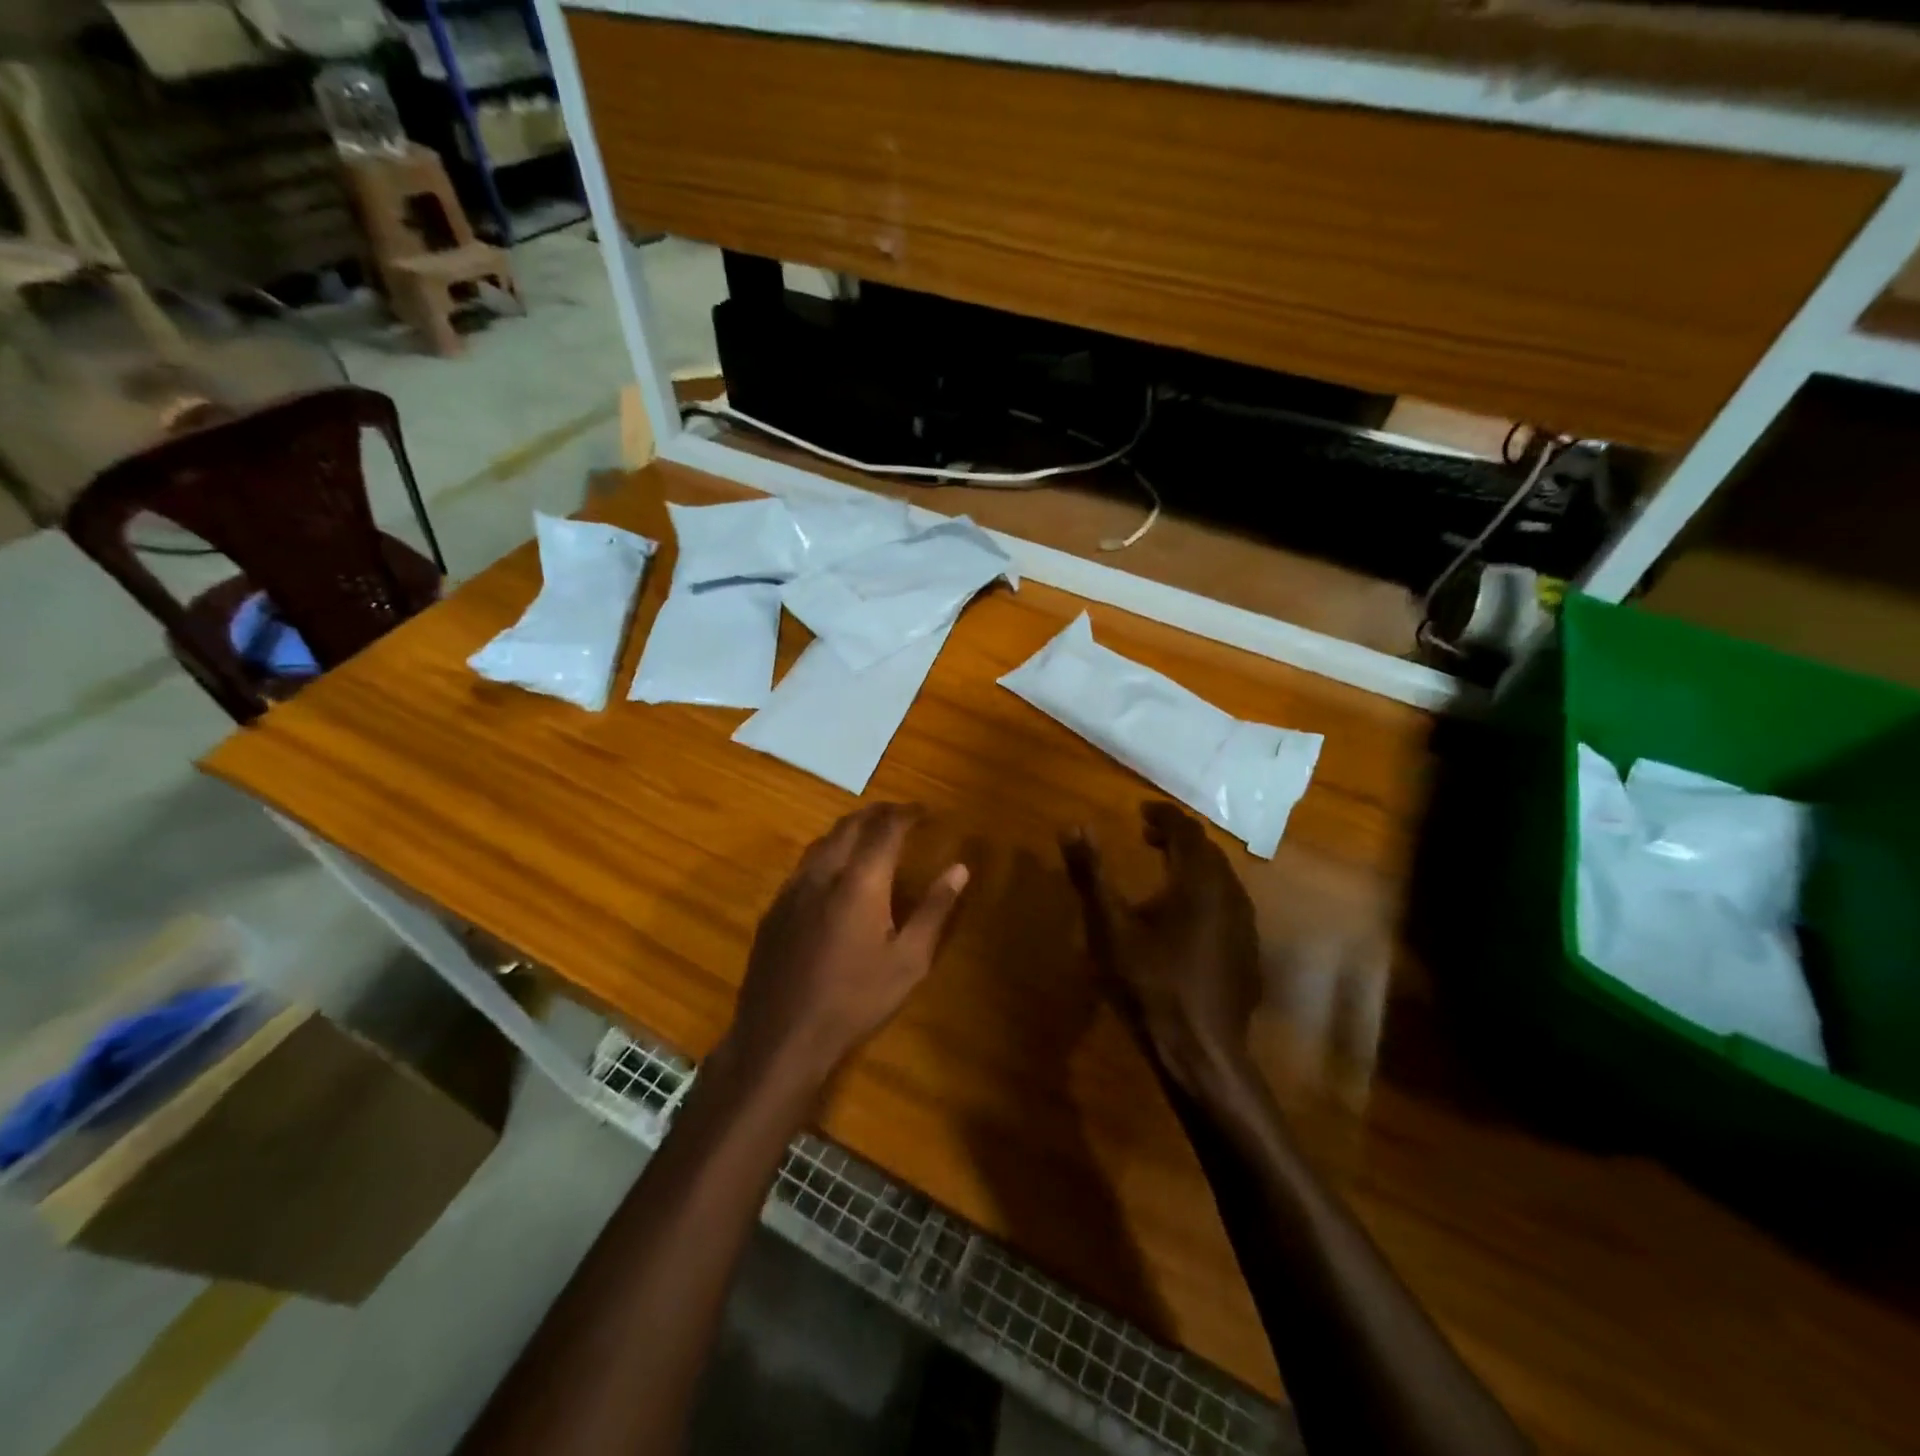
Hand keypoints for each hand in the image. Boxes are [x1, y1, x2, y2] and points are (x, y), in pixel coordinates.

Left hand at [724, 804, 969, 1097]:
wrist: (781, 1035)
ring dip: (850, 829)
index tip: (926, 812)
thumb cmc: (855, 1000)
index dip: (908, 813)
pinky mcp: (775, 907)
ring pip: (823, 840)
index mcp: (860, 881)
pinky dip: (828, 851)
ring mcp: (793, 888)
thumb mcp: (908, 961)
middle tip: (901, 815)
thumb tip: (959, 869)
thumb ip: (934, 910)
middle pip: (850, 824)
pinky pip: (805, 863)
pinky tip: (835, 873)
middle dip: (878, 813)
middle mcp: (824, 873)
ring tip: (871, 835)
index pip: (886, 828)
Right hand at [1062, 801, 1261, 1099]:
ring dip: (1192, 865)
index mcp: (1198, 881)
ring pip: (1220, 878)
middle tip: (1147, 836)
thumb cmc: (1149, 983)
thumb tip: (1072, 825)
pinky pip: (1227, 905)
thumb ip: (1090, 874)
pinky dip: (1204, 893)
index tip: (1140, 809)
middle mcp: (1230, 894)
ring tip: (1163, 871)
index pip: (1185, 830)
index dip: (1163, 815)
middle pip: (1206, 851)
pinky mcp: (1247, 952)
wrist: (1200, 1052)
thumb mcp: (1109, 927)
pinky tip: (1184, 918)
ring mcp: (1244, 926)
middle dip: (1177, 837)